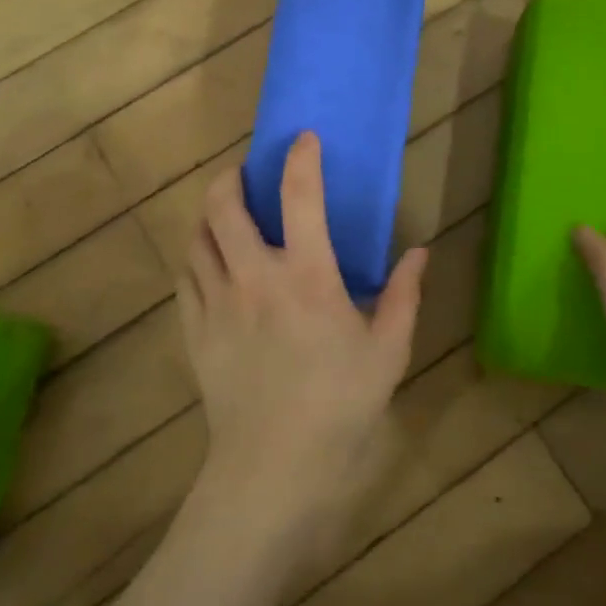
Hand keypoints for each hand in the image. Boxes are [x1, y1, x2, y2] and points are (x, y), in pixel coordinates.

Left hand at [177, 133, 427, 546]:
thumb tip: (419, 252)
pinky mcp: (194, 331)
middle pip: (224, 206)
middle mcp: (254, 278)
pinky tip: (209, 263)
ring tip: (225, 214)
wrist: (274, 467)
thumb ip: (405, 296)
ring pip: (197, 238)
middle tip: (245, 173)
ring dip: (209, 215)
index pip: (300, 197)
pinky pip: (185, 277)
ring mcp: (217, 303)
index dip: (300, 159)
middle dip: (230, 177)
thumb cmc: (340, 405)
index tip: (302, 138)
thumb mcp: (388, 351)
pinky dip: (196, 258)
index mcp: (307, 277)